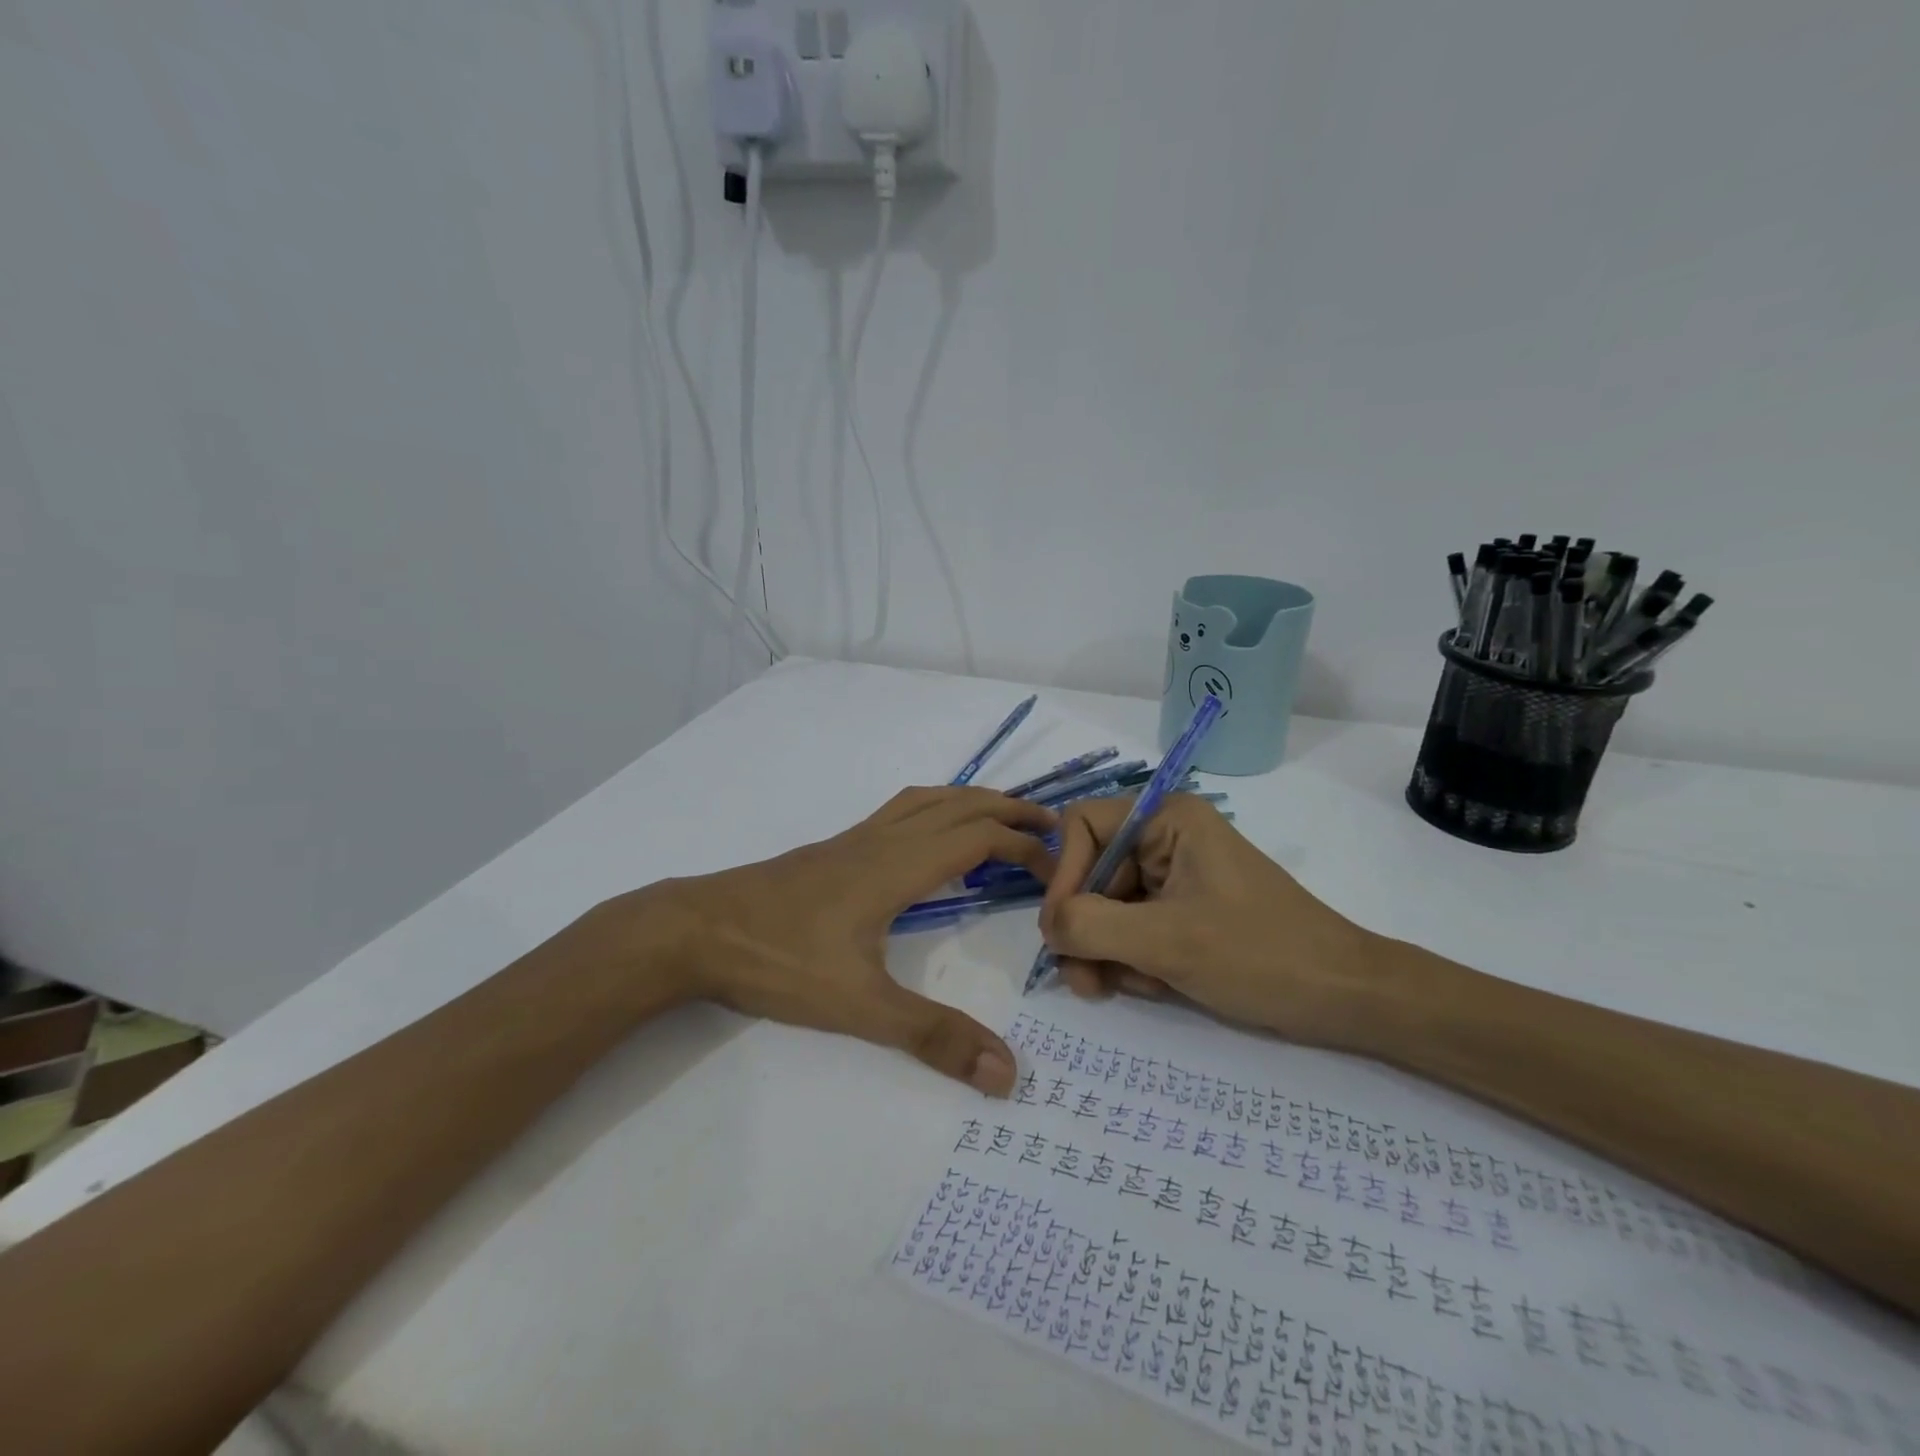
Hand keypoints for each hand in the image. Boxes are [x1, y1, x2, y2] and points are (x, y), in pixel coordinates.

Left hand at [606, 788, 1057, 1095]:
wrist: (695, 931)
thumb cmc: (778, 961)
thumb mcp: (859, 1007)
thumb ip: (932, 1036)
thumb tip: (1007, 1073)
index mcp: (897, 865)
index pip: (979, 836)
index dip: (1024, 845)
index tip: (1056, 870)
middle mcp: (882, 839)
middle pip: (959, 803)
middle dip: (1009, 808)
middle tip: (1051, 825)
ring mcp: (854, 839)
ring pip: (927, 799)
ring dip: (972, 801)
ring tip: (1001, 819)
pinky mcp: (832, 849)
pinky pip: (899, 811)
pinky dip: (935, 810)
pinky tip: (928, 841)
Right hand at [1037, 795, 1384, 1050]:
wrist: (1346, 998)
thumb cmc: (1260, 955)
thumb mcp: (1166, 941)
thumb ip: (1090, 926)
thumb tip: (1047, 927)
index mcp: (1166, 818)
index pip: (1082, 827)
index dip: (1065, 876)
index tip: (1063, 932)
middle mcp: (1165, 837)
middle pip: (1091, 872)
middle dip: (1085, 929)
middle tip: (1084, 981)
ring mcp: (1175, 875)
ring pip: (1107, 907)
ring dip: (1106, 952)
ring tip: (1121, 990)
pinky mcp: (1184, 910)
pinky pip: (1133, 927)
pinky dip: (1132, 960)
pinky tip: (1154, 986)